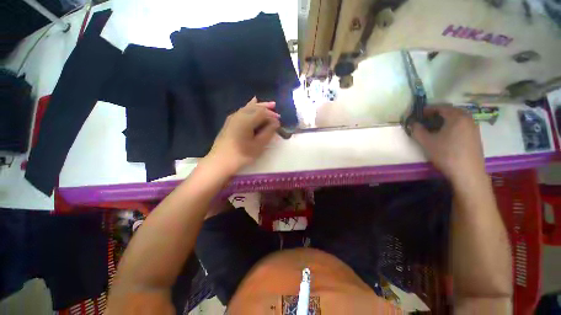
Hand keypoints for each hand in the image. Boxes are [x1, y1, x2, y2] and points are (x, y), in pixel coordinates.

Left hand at [206, 97, 279, 174]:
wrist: (219, 162)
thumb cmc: (241, 155)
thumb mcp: (258, 145)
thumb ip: (268, 132)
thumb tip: (275, 122)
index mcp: (246, 120)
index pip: (262, 113)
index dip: (272, 115)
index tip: (279, 122)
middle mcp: (239, 115)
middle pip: (255, 107)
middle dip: (266, 107)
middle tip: (275, 107)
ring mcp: (233, 117)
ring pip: (248, 108)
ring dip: (259, 106)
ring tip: (269, 105)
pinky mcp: (230, 122)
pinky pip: (243, 111)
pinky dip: (250, 107)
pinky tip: (252, 104)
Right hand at [411, 106, 485, 183]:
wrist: (467, 172)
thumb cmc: (446, 154)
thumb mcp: (427, 142)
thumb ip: (417, 130)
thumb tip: (412, 123)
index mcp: (456, 117)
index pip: (440, 107)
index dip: (427, 109)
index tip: (418, 114)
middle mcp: (468, 118)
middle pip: (450, 111)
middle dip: (436, 114)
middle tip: (425, 120)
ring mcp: (474, 127)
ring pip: (457, 118)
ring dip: (445, 120)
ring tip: (434, 128)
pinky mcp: (476, 136)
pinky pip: (462, 125)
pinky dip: (452, 125)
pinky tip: (446, 135)